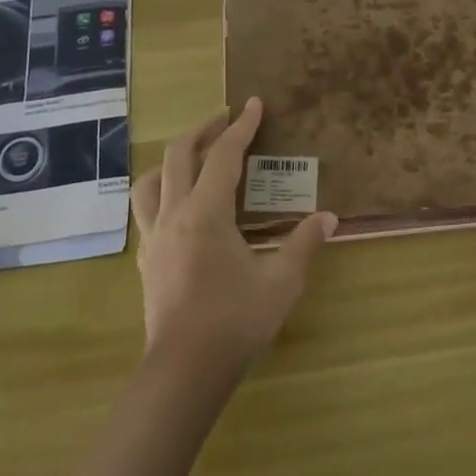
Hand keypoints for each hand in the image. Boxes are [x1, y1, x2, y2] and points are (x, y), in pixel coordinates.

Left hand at [131, 97, 337, 371]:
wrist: (184, 372)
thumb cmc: (235, 321)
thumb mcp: (281, 282)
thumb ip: (304, 244)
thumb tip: (328, 217)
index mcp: (206, 213)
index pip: (224, 156)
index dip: (241, 127)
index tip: (253, 104)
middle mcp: (173, 215)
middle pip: (179, 156)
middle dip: (203, 131)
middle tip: (225, 120)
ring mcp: (154, 238)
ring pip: (150, 181)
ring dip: (172, 160)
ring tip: (194, 158)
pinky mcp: (146, 260)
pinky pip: (146, 210)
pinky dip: (162, 192)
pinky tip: (179, 206)